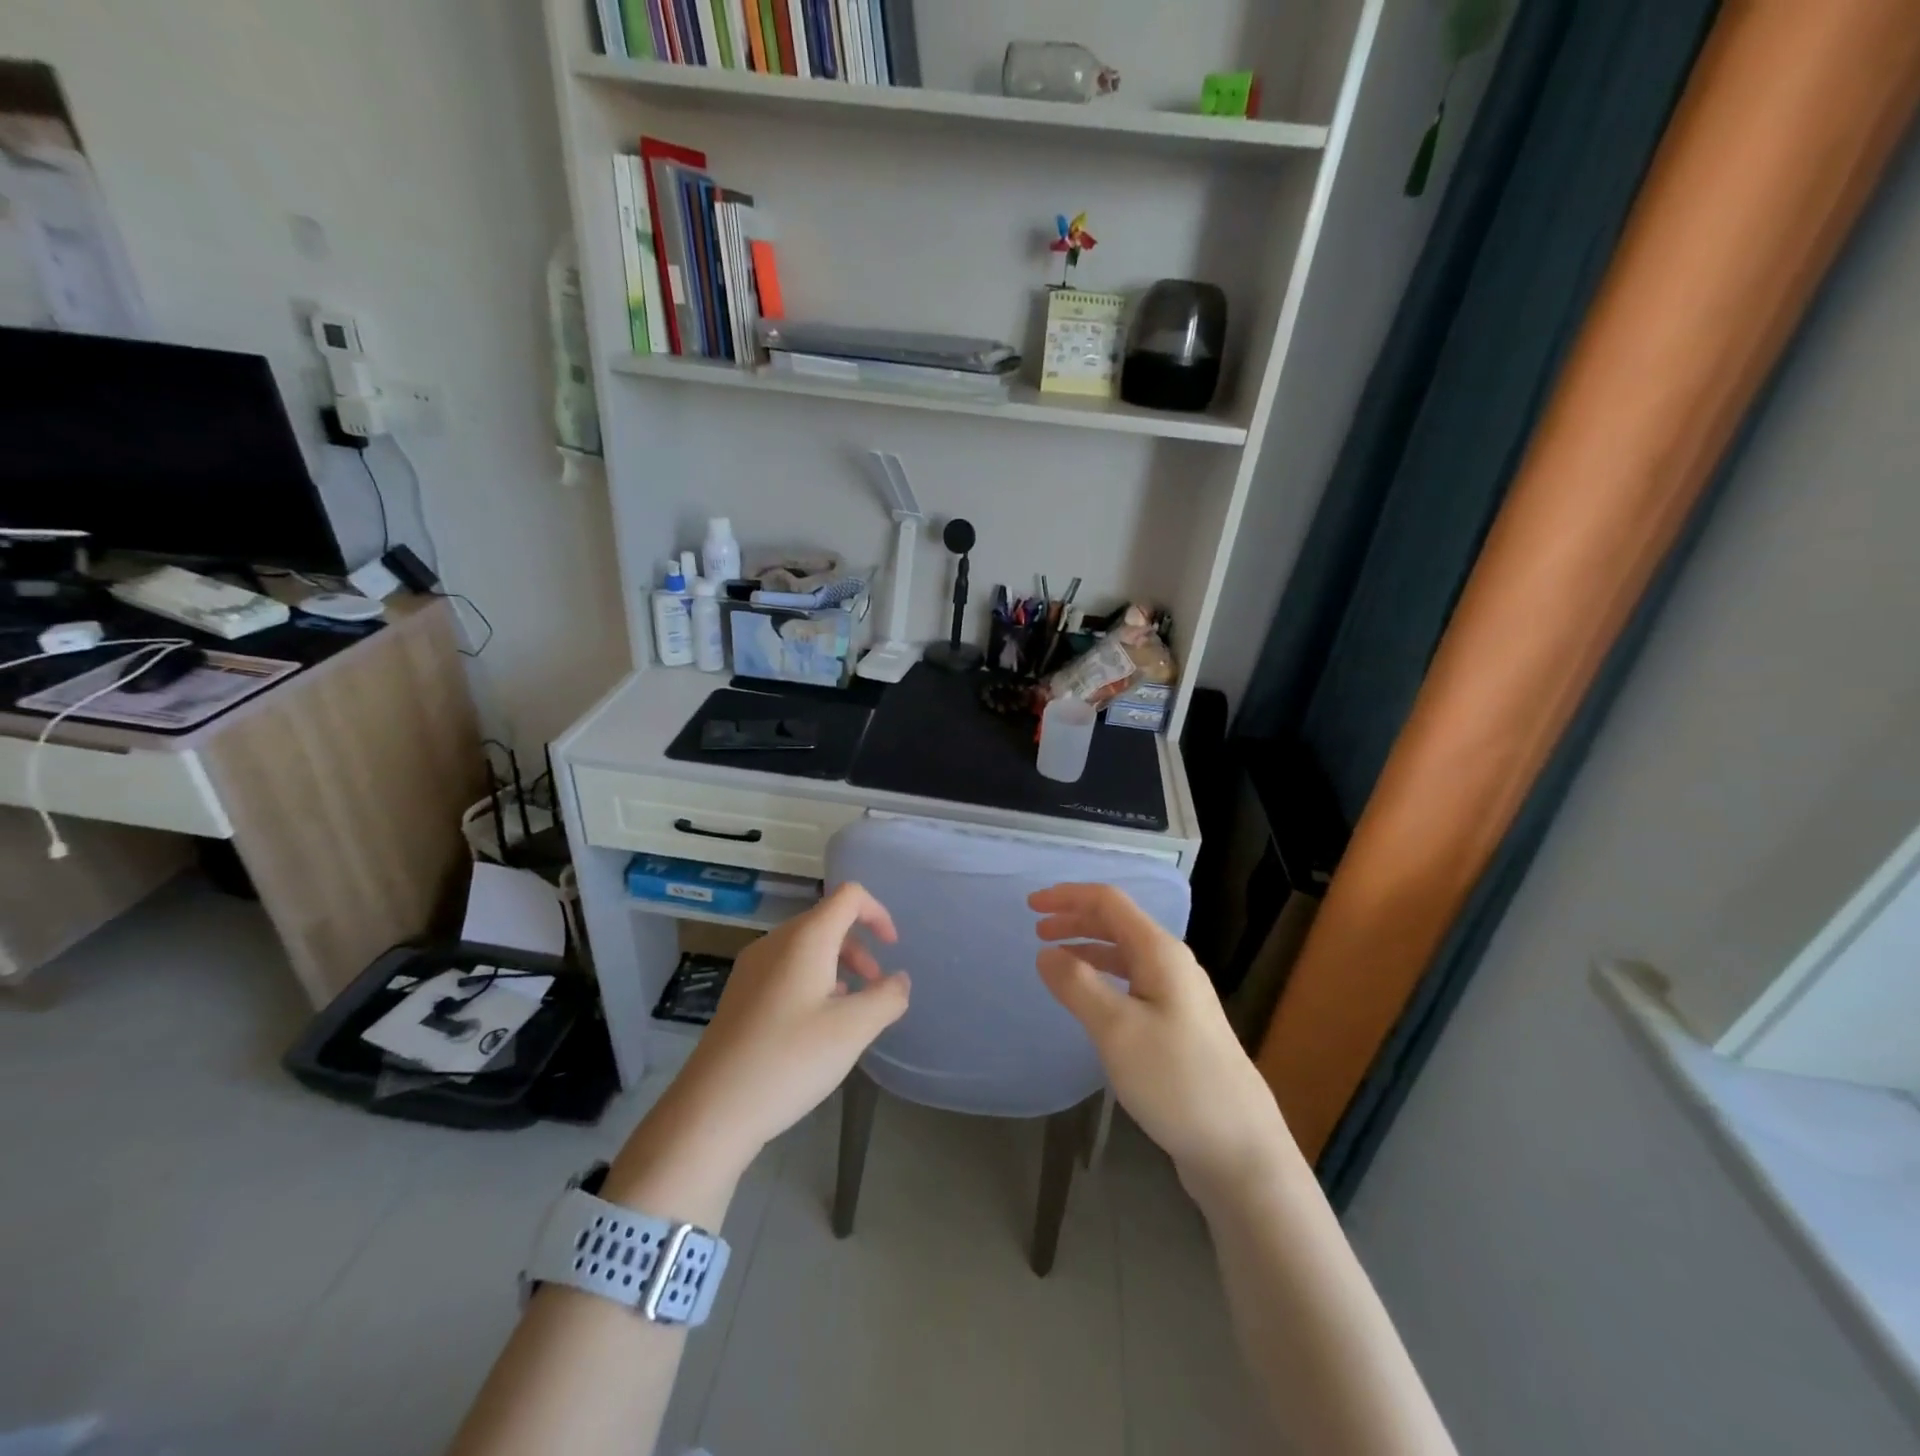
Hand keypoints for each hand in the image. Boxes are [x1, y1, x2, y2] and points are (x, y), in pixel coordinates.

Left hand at [659, 883, 911, 1175]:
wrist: (711, 1110)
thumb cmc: (789, 1059)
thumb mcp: (853, 1030)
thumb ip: (886, 998)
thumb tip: (899, 980)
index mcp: (805, 938)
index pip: (849, 896)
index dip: (877, 912)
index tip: (893, 947)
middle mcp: (775, 942)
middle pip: (827, 921)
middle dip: (859, 947)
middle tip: (875, 988)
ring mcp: (752, 968)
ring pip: (806, 948)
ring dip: (837, 967)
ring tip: (849, 1010)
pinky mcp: (740, 995)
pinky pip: (786, 970)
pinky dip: (812, 982)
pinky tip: (814, 1027)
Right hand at [1031, 883, 1291, 1200]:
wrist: (1239, 1147)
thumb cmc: (1175, 1079)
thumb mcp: (1117, 1029)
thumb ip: (1077, 985)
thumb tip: (1046, 952)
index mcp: (1160, 952)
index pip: (1109, 902)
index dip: (1068, 896)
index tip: (1030, 905)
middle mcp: (1172, 964)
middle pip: (1118, 924)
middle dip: (1075, 919)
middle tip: (1036, 931)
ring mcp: (1179, 995)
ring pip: (1125, 954)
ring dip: (1087, 948)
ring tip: (1054, 961)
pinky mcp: (1179, 1025)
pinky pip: (1133, 982)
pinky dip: (1103, 977)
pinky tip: (1089, 999)